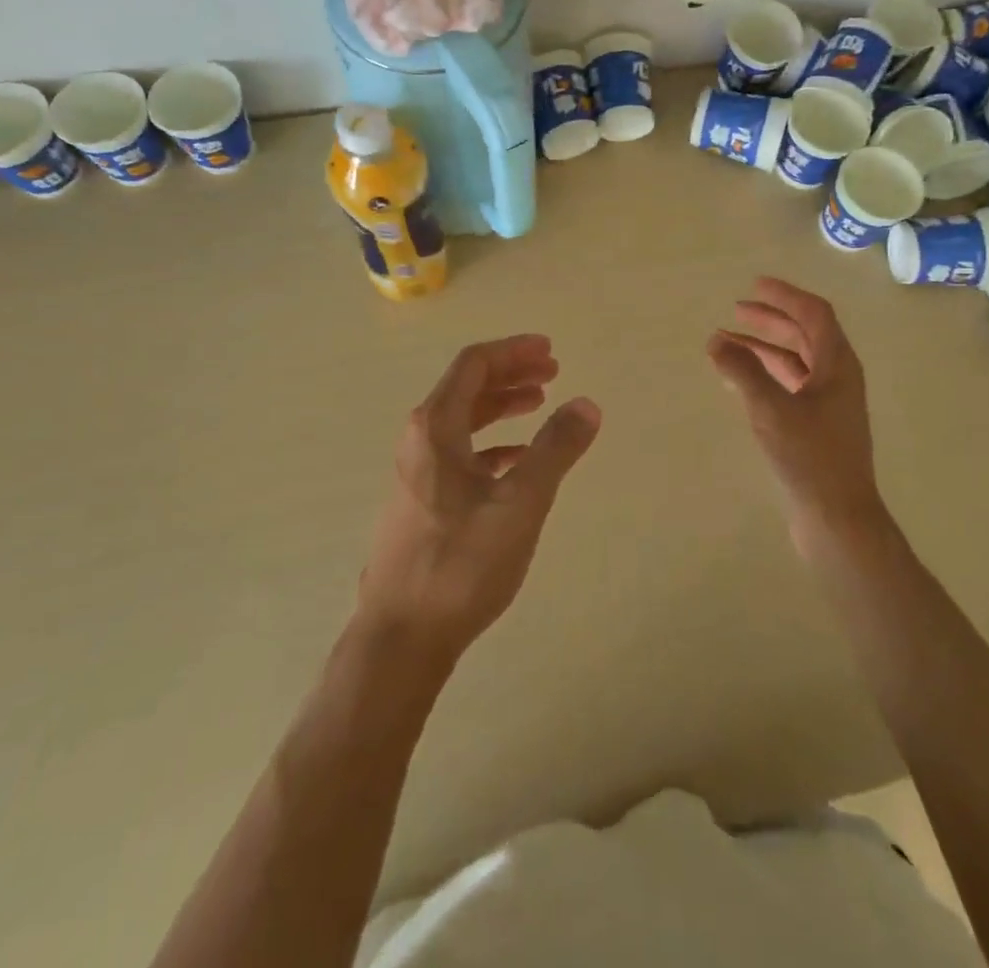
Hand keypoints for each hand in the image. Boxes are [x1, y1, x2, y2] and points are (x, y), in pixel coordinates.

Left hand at [358, 335, 600, 661]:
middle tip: (552, 372)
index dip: (513, 351)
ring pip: (464, 421)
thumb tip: (587, 404)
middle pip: (467, 388)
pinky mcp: (422, 502)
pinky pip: (461, 453)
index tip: (550, 350)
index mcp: (435, 428)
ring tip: (540, 404)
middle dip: (511, 374)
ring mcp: (417, 472)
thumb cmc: (460, 563)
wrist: (401, 637)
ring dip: (502, 406)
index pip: (474, 365)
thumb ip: (555, 450)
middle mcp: (420, 441)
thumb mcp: (520, 503)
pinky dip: (492, 444)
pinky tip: (518, 459)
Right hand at [708, 278, 885, 542]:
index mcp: (838, 364)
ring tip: (726, 344)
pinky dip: (766, 375)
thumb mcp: (771, 408)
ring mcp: (829, 403)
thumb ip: (743, 371)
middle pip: (804, 334)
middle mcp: (838, 377)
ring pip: (795, 361)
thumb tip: (716, 341)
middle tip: (736, 312)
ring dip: (764, 348)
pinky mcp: (817, 426)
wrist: (838, 517)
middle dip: (771, 320)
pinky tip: (740, 380)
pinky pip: (790, 385)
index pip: (814, 314)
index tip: (755, 285)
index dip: (785, 295)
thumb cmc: (809, 456)